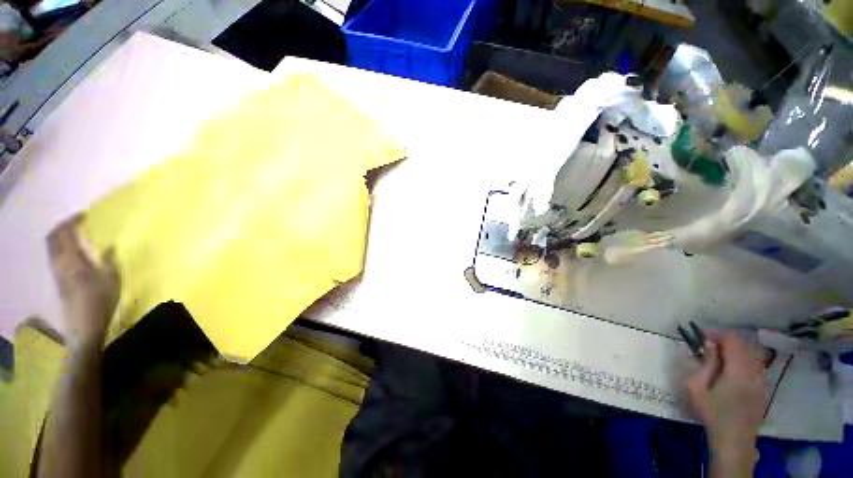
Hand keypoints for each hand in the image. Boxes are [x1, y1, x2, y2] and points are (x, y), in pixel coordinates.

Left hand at [47, 216, 119, 345]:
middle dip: (64, 227)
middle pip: (54, 238)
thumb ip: (109, 259)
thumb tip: (110, 245)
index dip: (72, 221)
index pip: (65, 232)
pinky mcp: (59, 281)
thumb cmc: (101, 300)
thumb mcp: (111, 279)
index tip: (86, 215)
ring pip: (53, 247)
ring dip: (62, 238)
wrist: (85, 327)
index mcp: (72, 259)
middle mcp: (60, 262)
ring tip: (77, 235)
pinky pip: (56, 257)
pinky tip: (74, 253)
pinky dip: (62, 248)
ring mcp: (57, 273)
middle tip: (79, 222)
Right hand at [686, 332, 765, 462]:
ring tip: (719, 356)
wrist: (733, 440)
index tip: (702, 335)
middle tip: (708, 345)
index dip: (718, 334)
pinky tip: (732, 369)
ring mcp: (761, 381)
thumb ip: (705, 364)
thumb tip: (710, 345)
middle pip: (744, 346)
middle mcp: (754, 372)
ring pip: (751, 355)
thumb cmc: (712, 413)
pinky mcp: (763, 389)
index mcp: (738, 370)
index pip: (733, 341)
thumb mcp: (697, 388)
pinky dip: (743, 360)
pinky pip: (755, 366)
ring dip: (735, 351)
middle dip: (726, 340)